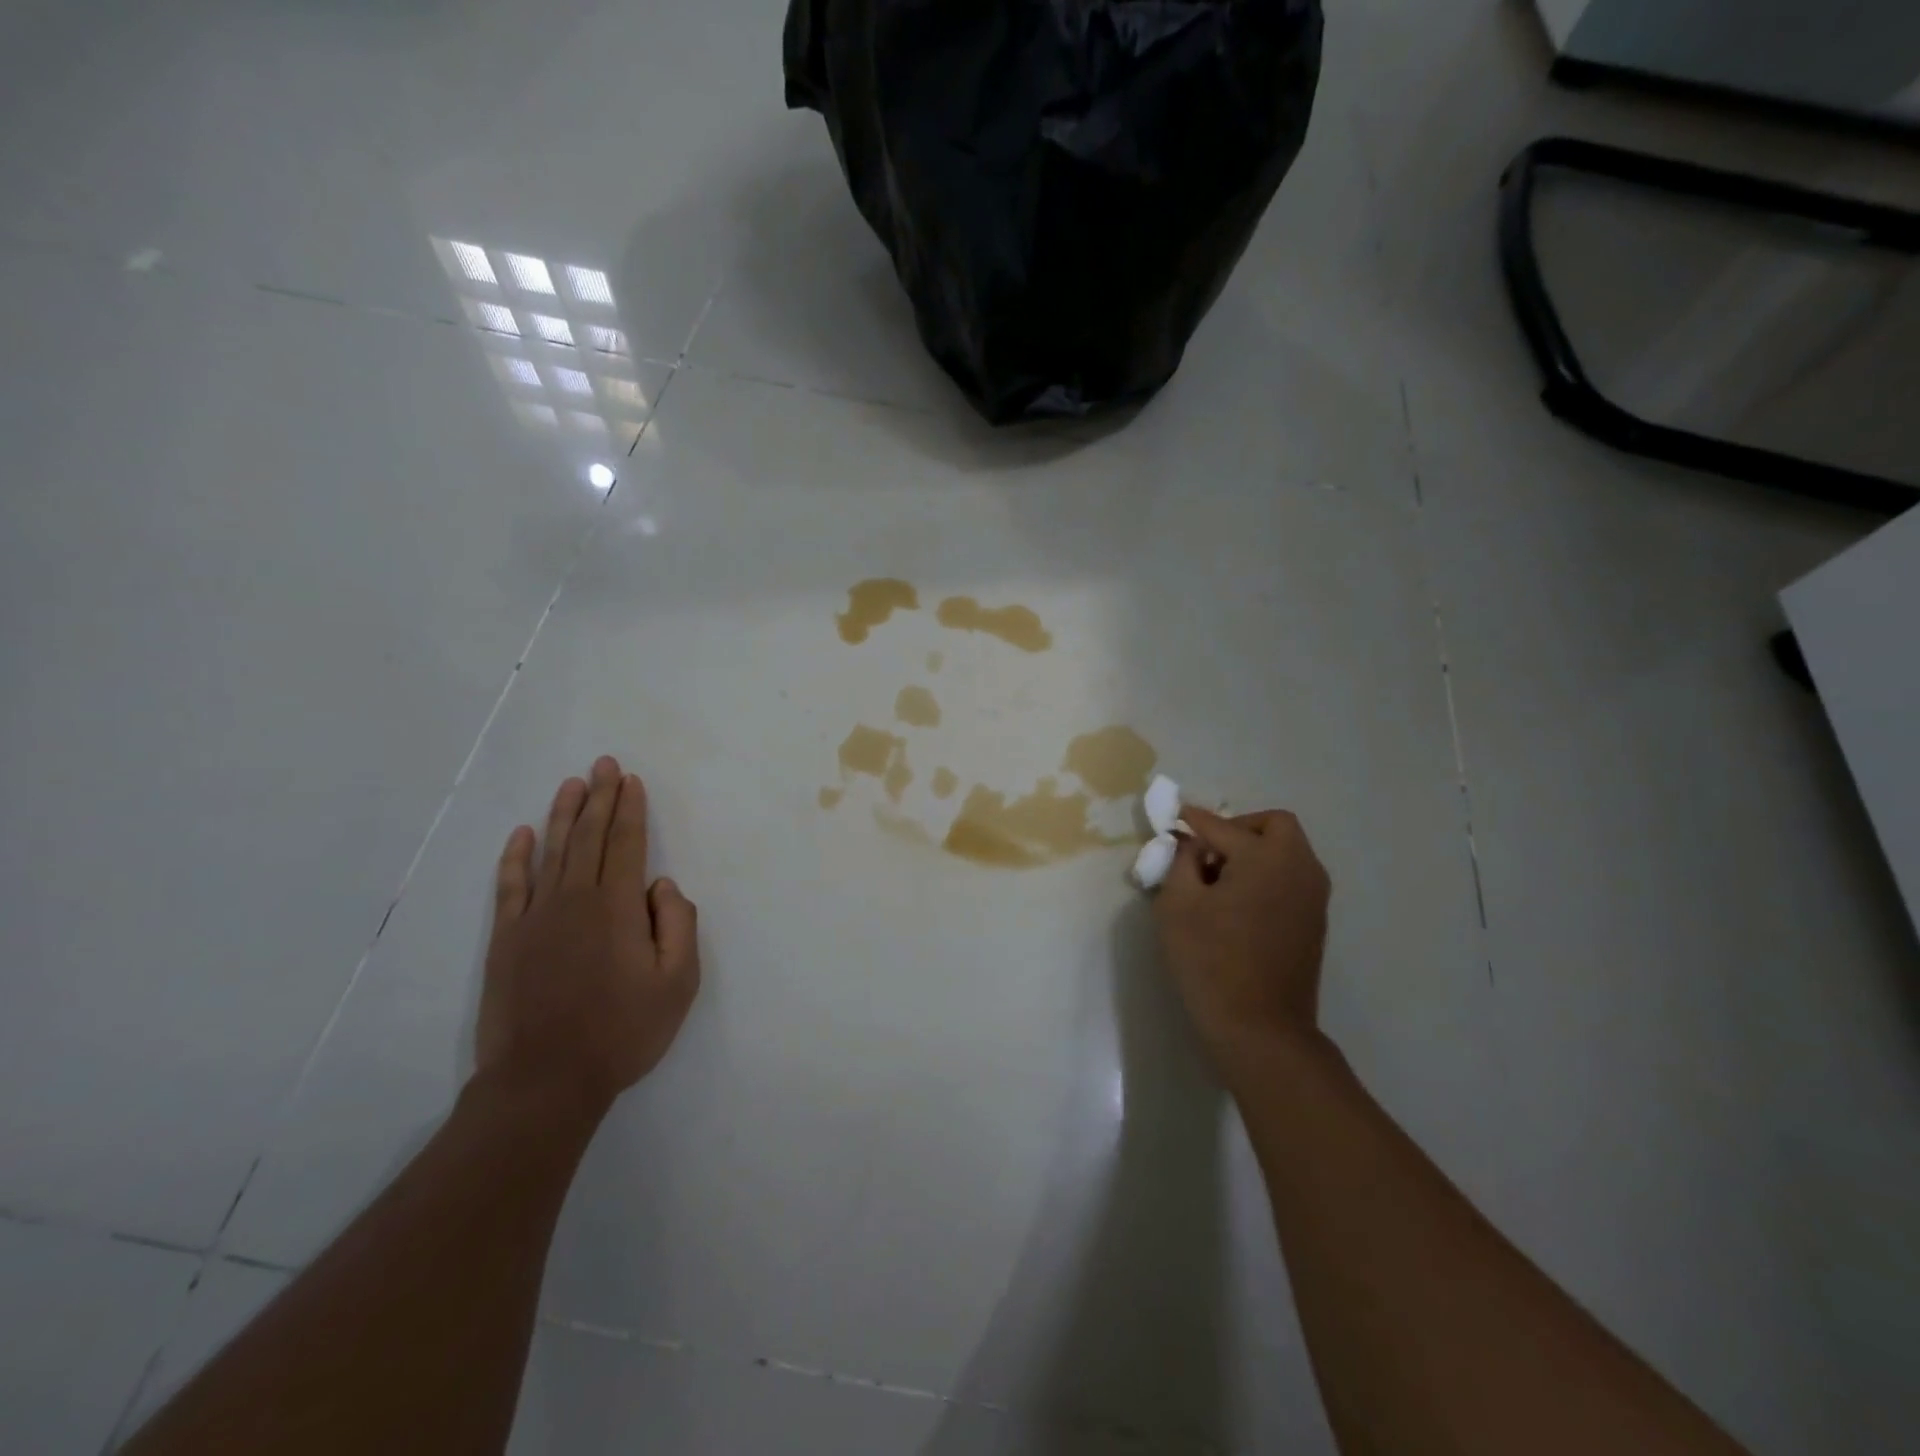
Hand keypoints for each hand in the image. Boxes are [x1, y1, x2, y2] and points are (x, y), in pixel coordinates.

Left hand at [476, 756, 699, 1116]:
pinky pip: (510, 886)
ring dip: (563, 815)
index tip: (631, 780)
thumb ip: (679, 926)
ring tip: (572, 784)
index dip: (630, 809)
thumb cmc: (622, 1032)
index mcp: (617, 907)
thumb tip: (662, 885)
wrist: (544, 1081)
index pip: (626, 844)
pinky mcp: (506, 940)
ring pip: (551, 852)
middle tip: (604, 764)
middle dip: (599, 797)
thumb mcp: (678, 984)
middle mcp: (575, 900)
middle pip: (588, 837)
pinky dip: (515, 857)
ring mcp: (535, 918)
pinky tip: (522, 834)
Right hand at [1153, 806, 1331, 1075]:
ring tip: (1220, 878)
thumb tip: (1190, 844)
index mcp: (1265, 858)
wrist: (1261, 1028)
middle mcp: (1298, 868)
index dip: (1193, 820)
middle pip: (1274, 826)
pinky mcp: (1315, 921)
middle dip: (1239, 828)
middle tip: (1208, 850)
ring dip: (1256, 851)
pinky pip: (1292, 877)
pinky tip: (1240, 902)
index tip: (1174, 820)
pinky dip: (1268, 874)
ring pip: (1288, 851)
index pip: (1221, 826)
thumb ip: (1181, 862)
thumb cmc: (1210, 961)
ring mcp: (1313, 896)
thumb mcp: (1177, 905)